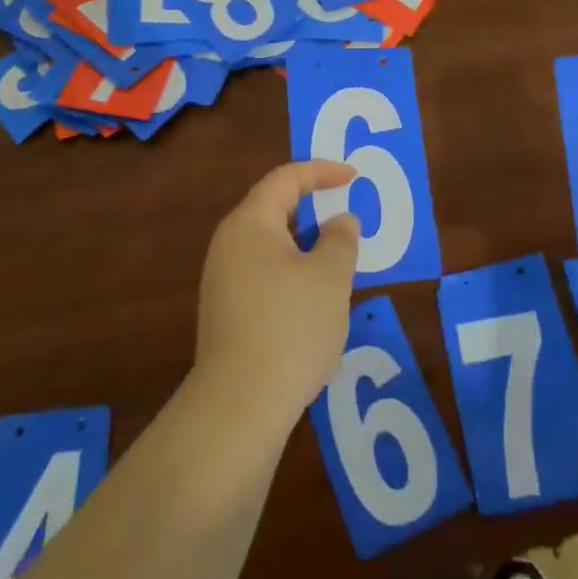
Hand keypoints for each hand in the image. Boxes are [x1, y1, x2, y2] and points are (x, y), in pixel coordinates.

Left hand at [194, 160, 360, 434]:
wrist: (240, 406)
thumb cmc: (290, 326)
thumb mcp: (329, 277)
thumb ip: (340, 240)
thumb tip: (340, 222)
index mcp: (250, 224)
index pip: (286, 180)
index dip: (321, 171)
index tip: (353, 177)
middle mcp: (229, 245)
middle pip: (274, 210)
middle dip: (314, 208)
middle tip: (348, 212)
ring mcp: (224, 282)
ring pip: (271, 246)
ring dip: (306, 244)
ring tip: (340, 256)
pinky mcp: (228, 314)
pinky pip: (266, 274)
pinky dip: (294, 271)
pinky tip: (316, 298)